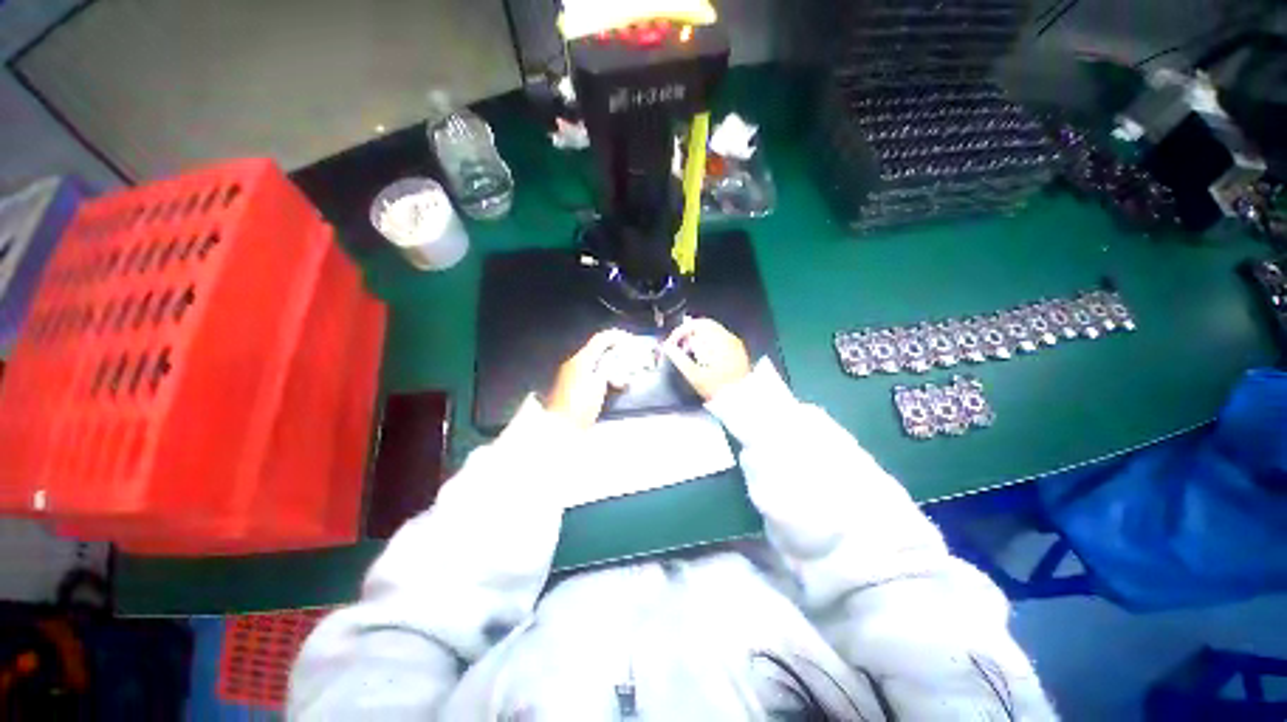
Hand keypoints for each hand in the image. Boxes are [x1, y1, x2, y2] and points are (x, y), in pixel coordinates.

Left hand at [544, 329, 631, 427]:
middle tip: (628, 355)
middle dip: (613, 349)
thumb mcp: (598, 385)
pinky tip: (609, 381)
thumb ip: (607, 367)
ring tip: (621, 371)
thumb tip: (613, 355)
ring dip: (608, 361)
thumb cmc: (581, 405)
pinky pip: (588, 369)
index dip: (616, 336)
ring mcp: (569, 372)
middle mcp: (573, 361)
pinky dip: (600, 370)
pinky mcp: (569, 383)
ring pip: (593, 360)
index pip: (601, 339)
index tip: (630, 339)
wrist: (559, 425)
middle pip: (596, 348)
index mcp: (581, 359)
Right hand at [662, 318, 750, 400]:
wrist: (741, 401)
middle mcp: (728, 338)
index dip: (680, 331)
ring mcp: (735, 344)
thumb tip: (667, 346)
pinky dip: (707, 343)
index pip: (696, 325)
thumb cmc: (716, 388)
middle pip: (705, 325)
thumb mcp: (695, 375)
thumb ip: (679, 359)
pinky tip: (702, 357)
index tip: (671, 343)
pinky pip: (719, 338)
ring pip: (712, 331)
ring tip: (688, 353)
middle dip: (688, 334)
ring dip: (697, 338)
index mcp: (719, 341)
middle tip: (678, 347)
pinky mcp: (737, 351)